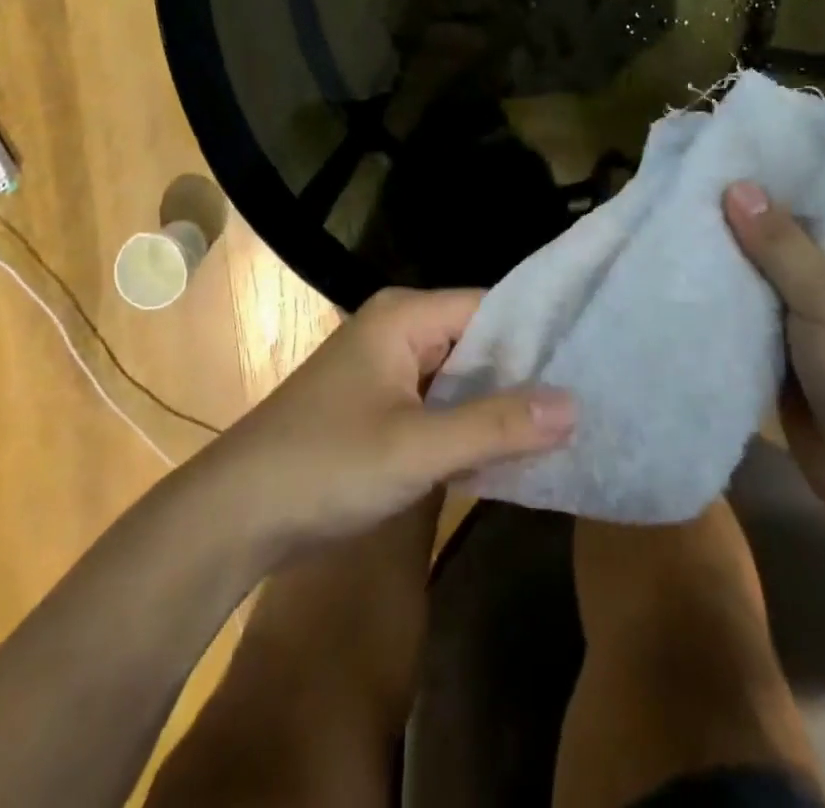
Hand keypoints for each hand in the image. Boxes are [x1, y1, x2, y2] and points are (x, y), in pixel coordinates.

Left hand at [213, 288, 575, 546]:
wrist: (234, 515)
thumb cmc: (325, 466)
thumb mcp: (418, 447)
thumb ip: (497, 425)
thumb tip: (575, 405)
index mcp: (404, 315)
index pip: (490, 308)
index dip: (539, 335)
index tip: (591, 363)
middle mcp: (398, 328)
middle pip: (477, 340)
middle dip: (524, 373)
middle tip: (589, 401)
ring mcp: (386, 368)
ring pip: (459, 376)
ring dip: (499, 403)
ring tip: (566, 426)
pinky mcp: (379, 405)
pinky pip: (439, 403)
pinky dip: (469, 424)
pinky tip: (510, 451)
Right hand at [723, 164, 824, 521]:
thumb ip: (783, 246)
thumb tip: (735, 185)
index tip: (778, 133)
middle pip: (819, 218)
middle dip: (771, 193)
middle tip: (712, 162)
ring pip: (784, 261)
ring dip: (745, 241)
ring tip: (689, 203)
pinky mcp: (798, 346)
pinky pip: (764, 303)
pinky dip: (734, 286)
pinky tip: (691, 264)